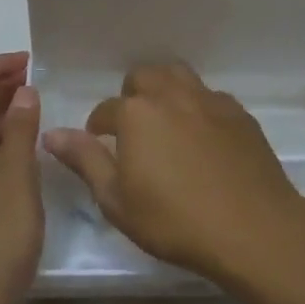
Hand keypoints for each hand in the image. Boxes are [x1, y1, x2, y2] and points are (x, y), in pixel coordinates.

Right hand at [42, 63, 304, 285]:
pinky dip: (197, 107)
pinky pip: (208, 96)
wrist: (252, 227)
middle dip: (132, 98)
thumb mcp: (117, 201)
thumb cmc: (175, 221)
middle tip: (134, 132)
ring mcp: (208, 99)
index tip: (100, 148)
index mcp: (136, 113)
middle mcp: (171, 94)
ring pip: (178, 76)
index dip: (97, 129)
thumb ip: (85, 160)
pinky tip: (202, 137)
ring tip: (165, 123)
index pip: (105, 110)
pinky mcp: (238, 111)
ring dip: (165, 91)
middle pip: (143, 78)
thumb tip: (52, 133)